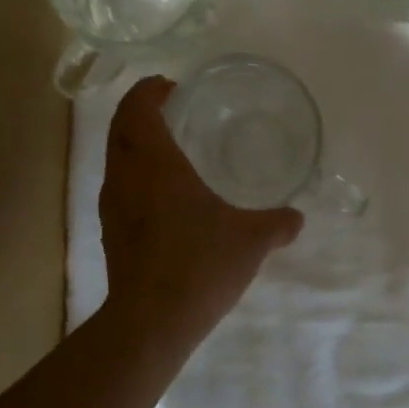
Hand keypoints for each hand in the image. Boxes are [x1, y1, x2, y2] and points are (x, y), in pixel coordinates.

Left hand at [98, 77, 303, 354]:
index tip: (170, 86)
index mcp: (155, 163)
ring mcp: (112, 206)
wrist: (152, 321)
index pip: (138, 108)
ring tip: (169, 148)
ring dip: (135, 143)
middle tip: (172, 110)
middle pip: (120, 127)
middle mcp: (125, 176)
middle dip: (140, 111)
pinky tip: (164, 196)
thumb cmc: (201, 265)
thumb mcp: (251, 241)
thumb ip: (277, 223)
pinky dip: (135, 174)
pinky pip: (119, 186)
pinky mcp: (111, 232)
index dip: (150, 90)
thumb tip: (297, 218)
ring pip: (115, 157)